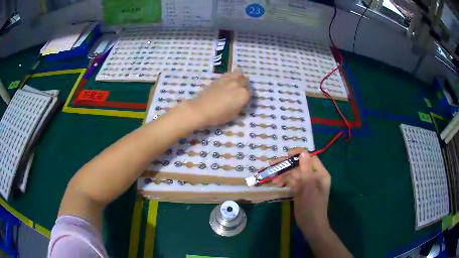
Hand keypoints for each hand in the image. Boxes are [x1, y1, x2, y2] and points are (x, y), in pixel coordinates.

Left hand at [184, 71, 250, 127]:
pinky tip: (228, 81)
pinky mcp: (219, 78)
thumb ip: (240, 105)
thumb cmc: (218, 115)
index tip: (242, 100)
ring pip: (239, 74)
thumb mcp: (234, 114)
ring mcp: (229, 80)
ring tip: (235, 84)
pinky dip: (231, 76)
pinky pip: (229, 74)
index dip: (246, 97)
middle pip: (245, 82)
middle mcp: (238, 85)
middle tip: (239, 92)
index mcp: (244, 95)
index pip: (250, 93)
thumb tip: (240, 100)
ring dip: (239, 78)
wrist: (201, 109)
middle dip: (244, 86)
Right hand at [270, 148, 331, 239]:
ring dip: (283, 174)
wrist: (310, 224)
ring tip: (273, 178)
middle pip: (300, 165)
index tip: (286, 155)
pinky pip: (291, 182)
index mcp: (320, 173)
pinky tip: (276, 183)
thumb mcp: (310, 187)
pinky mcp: (299, 190)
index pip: (310, 158)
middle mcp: (313, 176)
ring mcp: (306, 183)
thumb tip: (303, 152)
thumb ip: (306, 169)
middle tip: (272, 164)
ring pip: (293, 173)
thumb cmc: (313, 206)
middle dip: (287, 164)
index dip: (299, 154)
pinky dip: (284, 181)